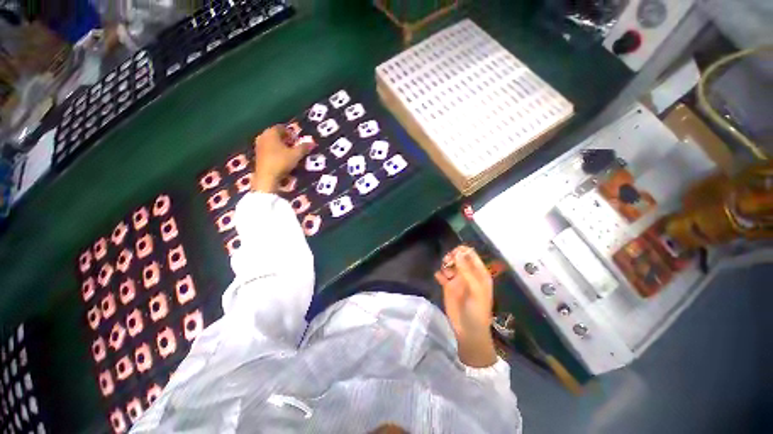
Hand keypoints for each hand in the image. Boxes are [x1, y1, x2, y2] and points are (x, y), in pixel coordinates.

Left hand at [251, 125, 311, 192]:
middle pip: (276, 135)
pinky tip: (282, 160)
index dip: (291, 133)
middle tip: (295, 147)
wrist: (267, 177)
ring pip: (272, 142)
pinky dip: (275, 152)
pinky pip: (268, 150)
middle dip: (286, 140)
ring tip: (290, 154)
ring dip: (281, 146)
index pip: (282, 127)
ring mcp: (258, 146)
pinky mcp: (257, 155)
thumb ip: (304, 147)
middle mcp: (262, 136)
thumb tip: (312, 143)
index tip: (298, 141)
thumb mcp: (296, 155)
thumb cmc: (281, 162)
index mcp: (271, 132)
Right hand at [435, 245, 496, 367]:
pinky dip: (440, 274)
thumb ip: (466, 270)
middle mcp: (467, 274)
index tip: (454, 253)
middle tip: (448, 262)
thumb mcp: (475, 289)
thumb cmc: (477, 309)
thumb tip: (457, 252)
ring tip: (445, 272)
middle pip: (458, 257)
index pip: (471, 255)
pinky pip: (442, 275)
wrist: (468, 330)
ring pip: (449, 264)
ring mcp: (457, 279)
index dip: (462, 251)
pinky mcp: (447, 286)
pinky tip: (439, 278)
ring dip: (445, 264)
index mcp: (479, 273)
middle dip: (452, 256)